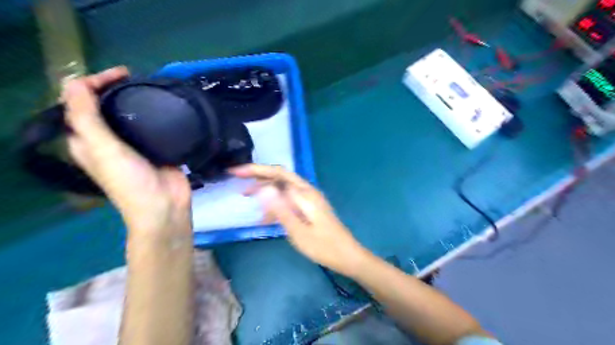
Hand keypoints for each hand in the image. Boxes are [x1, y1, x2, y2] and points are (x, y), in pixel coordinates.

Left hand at [63, 66, 190, 233]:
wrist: (165, 205)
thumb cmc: (131, 182)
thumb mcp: (103, 150)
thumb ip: (86, 118)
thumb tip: (73, 81)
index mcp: (86, 140)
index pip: (78, 103)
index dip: (90, 84)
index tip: (118, 75)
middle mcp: (107, 140)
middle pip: (103, 106)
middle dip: (113, 87)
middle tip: (134, 77)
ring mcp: (134, 144)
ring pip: (128, 114)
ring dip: (134, 98)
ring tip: (149, 86)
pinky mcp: (156, 147)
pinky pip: (152, 125)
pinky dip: (154, 112)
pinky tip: (163, 106)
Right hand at [229, 164, 363, 277]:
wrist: (348, 256)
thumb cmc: (324, 247)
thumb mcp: (298, 231)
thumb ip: (281, 210)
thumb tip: (262, 189)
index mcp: (305, 194)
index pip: (277, 173)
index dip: (256, 170)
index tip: (236, 172)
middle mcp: (307, 191)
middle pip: (280, 177)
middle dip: (258, 177)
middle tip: (238, 182)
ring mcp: (309, 199)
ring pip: (283, 188)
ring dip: (265, 191)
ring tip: (247, 198)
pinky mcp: (310, 208)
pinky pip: (289, 200)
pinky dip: (276, 204)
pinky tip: (266, 217)